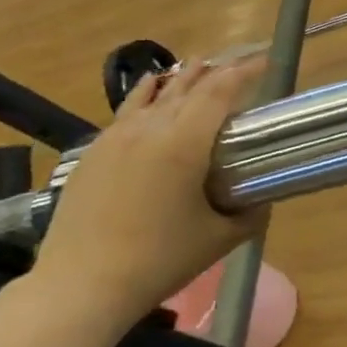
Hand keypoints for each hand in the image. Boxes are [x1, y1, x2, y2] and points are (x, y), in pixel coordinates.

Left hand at [32, 56, 268, 324]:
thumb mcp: (220, 239)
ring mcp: (115, 138)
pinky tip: (150, 89)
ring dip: (181, 78)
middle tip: (239, 62)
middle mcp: (149, 129)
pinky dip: (146, 94)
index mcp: (184, 144)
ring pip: (154, 94)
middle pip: (187, 87)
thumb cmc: (159, 260)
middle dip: (216, 71)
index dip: (244, 72)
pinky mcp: (93, 153)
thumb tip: (263, 198)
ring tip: (199, 63)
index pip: (220, 92)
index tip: (265, 61)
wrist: (81, 285)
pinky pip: (126, 111)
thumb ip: (250, 213)